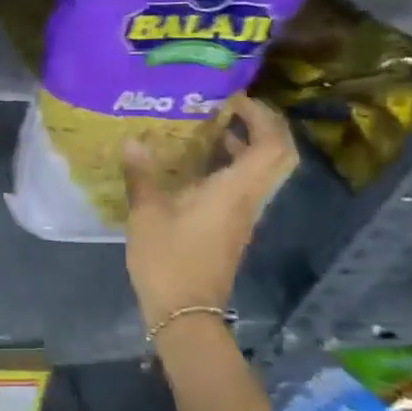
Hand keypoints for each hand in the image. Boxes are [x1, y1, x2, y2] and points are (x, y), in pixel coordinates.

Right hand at [122, 95, 298, 328]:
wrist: (185, 312)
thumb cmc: (168, 259)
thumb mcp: (146, 214)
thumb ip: (142, 175)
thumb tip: (133, 141)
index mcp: (235, 191)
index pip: (273, 144)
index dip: (262, 116)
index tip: (233, 98)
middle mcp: (249, 199)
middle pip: (279, 155)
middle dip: (262, 126)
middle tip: (230, 108)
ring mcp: (244, 216)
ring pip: (264, 171)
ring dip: (247, 145)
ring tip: (211, 128)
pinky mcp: (232, 228)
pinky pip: (245, 186)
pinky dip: (233, 166)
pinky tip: (198, 165)